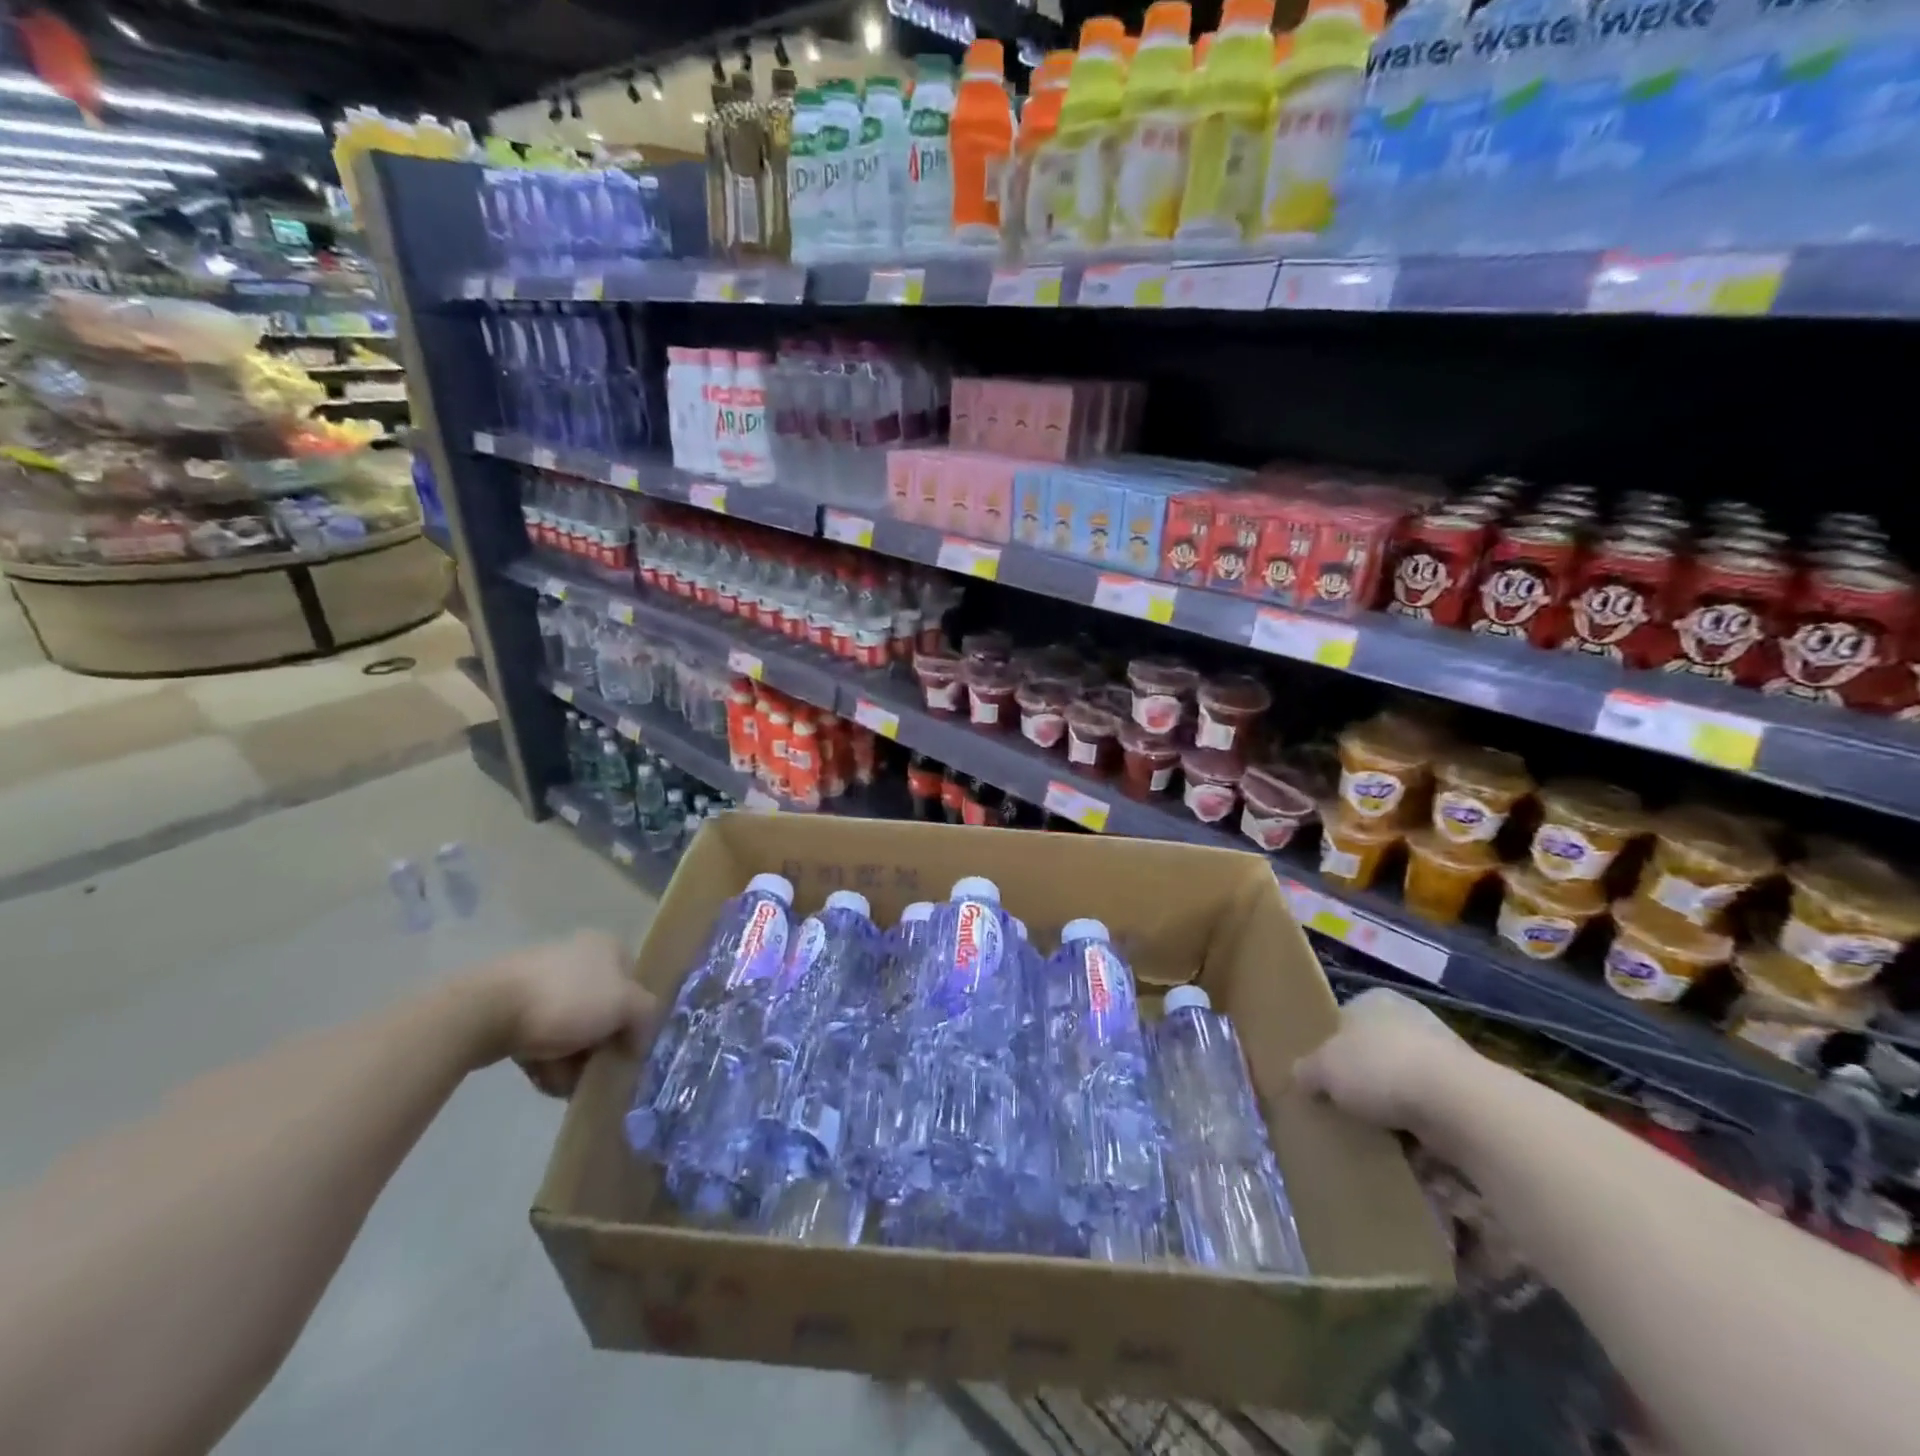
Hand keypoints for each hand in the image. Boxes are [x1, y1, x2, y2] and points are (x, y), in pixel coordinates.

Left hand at [472, 931, 659, 1097]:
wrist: (486, 1011)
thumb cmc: (567, 1000)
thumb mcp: (624, 1005)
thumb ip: (646, 1016)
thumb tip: (640, 1037)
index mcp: (608, 946)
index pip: (635, 984)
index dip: (634, 1018)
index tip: (626, 1050)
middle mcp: (578, 955)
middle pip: (603, 1010)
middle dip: (599, 1046)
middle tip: (595, 1072)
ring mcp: (541, 979)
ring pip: (571, 1027)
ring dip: (572, 1059)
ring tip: (563, 1082)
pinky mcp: (510, 1005)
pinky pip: (540, 1036)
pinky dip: (545, 1058)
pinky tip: (540, 1076)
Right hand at [1293, 988, 1471, 1132]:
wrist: (1457, 1104)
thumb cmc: (1378, 1069)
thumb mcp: (1323, 1069)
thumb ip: (1306, 1071)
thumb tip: (1300, 1077)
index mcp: (1374, 999)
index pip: (1344, 1020)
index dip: (1330, 1048)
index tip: (1322, 1078)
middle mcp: (1410, 1017)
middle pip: (1374, 1051)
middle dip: (1363, 1079)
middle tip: (1344, 1106)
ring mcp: (1444, 1053)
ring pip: (1404, 1081)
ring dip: (1394, 1106)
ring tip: (1374, 1133)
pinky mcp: (1469, 1091)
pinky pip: (1432, 1109)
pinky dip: (1421, 1128)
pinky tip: (1407, 1148)